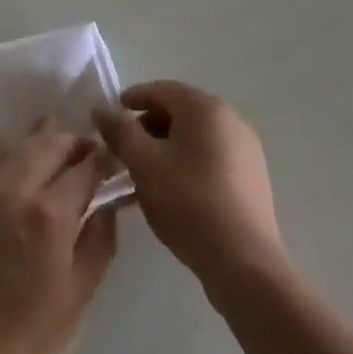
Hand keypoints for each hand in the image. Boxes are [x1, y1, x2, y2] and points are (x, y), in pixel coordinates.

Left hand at [0, 122, 119, 353]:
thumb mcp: (77, 299)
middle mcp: (19, 190)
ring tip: (58, 135)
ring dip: (42, 136)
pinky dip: (3, 145)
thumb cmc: (27, 338)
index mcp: (51, 215)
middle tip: (92, 148)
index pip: (86, 168)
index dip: (106, 159)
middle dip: (76, 141)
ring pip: (19, 145)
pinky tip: (10, 142)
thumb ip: (98, 245)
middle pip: (51, 145)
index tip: (119, 157)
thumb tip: (109, 207)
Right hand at [92, 81, 283, 289]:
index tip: (108, 120)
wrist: (244, 263)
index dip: (130, 100)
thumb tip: (102, 109)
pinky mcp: (250, 178)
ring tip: (142, 175)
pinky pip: (209, 158)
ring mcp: (245, 149)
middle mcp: (230, 119)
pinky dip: (185, 164)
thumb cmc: (188, 202)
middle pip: (178, 112)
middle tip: (123, 151)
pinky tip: (170, 191)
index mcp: (205, 108)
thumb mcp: (143, 163)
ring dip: (164, 148)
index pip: (160, 89)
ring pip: (193, 137)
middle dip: (146, 127)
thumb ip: (120, 131)